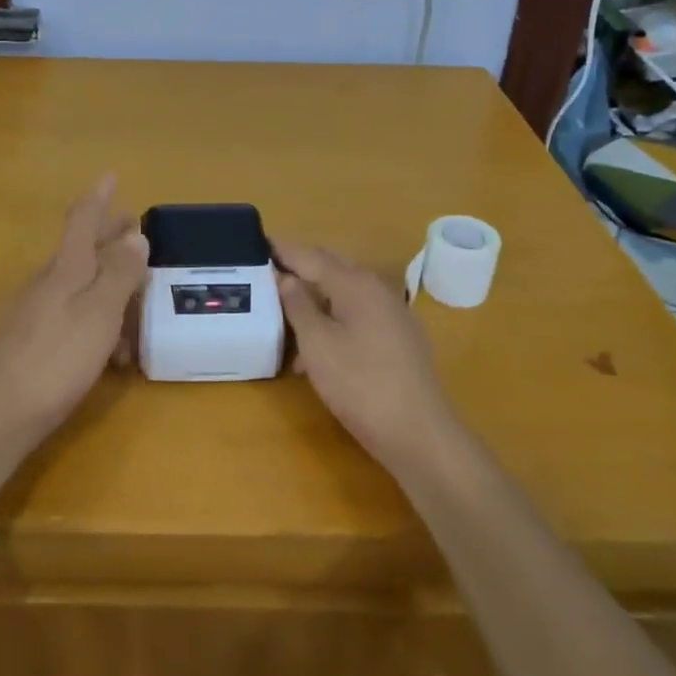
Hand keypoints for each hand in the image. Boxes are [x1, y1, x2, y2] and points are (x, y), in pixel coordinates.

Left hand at [0, 177, 148, 442]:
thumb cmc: (56, 358)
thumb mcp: (99, 313)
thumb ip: (119, 273)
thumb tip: (135, 234)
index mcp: (65, 269)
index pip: (82, 221)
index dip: (98, 198)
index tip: (110, 175)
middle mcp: (48, 283)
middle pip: (82, 251)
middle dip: (109, 238)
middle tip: (134, 229)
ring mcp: (37, 313)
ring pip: (81, 286)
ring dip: (110, 285)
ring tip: (138, 304)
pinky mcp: (34, 342)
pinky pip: (74, 316)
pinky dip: (98, 321)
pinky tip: (113, 352)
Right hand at [275, 240, 457, 472]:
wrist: (419, 433)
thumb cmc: (360, 384)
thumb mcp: (317, 344)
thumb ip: (297, 305)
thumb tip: (285, 277)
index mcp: (355, 283)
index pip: (310, 256)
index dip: (282, 250)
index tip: (256, 243)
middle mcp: (377, 288)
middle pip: (331, 268)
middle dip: (299, 268)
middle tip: (267, 272)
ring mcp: (392, 312)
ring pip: (344, 293)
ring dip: (315, 298)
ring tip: (284, 314)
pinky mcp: (399, 336)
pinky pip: (358, 313)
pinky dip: (334, 318)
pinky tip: (316, 347)